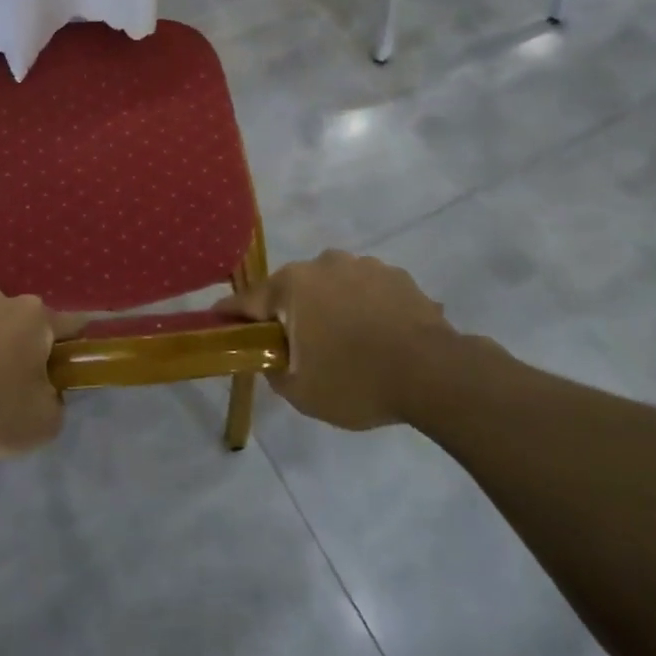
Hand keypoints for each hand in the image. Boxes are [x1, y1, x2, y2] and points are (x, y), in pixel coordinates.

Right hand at [218, 250, 457, 430]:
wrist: (436, 375)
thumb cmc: (356, 381)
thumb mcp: (300, 391)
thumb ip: (273, 369)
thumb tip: (272, 356)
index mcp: (291, 285)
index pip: (247, 300)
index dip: (231, 315)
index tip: (219, 322)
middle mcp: (322, 264)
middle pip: (292, 290)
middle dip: (290, 313)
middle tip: (298, 347)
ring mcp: (363, 266)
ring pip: (332, 287)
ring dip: (331, 308)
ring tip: (349, 343)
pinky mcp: (397, 276)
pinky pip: (367, 292)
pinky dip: (365, 309)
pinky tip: (379, 338)